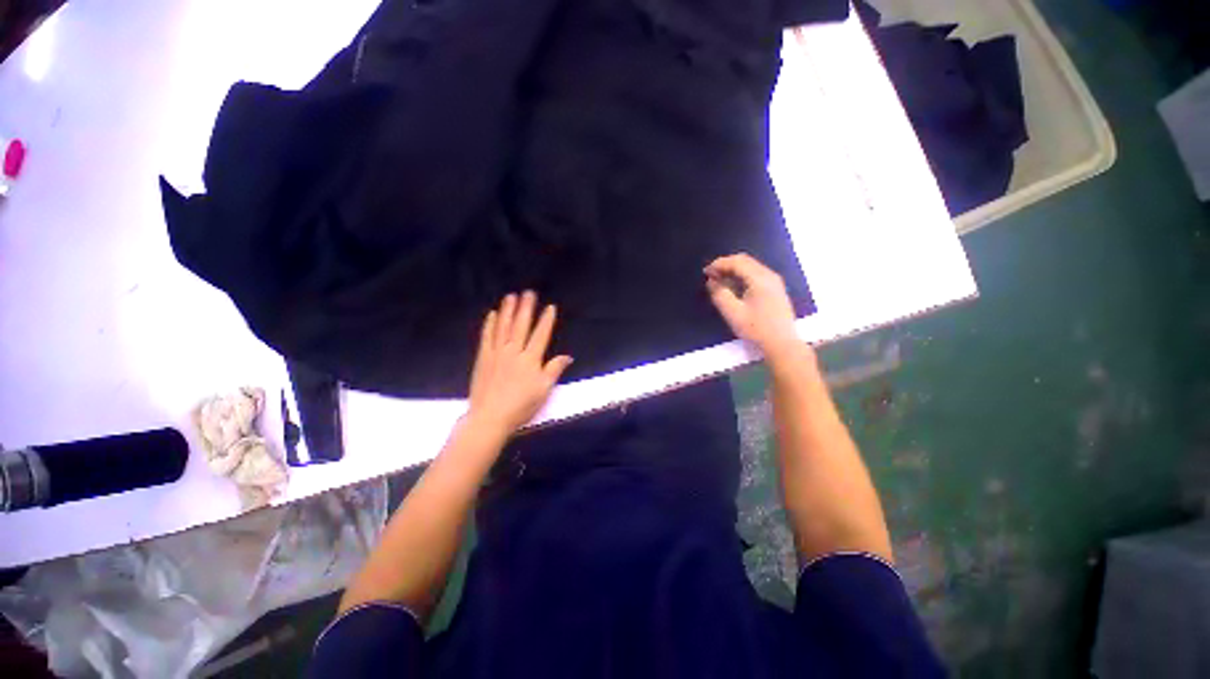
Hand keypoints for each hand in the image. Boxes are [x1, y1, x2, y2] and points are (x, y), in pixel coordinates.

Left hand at [466, 291, 572, 439]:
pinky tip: (493, 314)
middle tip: (529, 292)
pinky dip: (490, 324)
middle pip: (521, 325)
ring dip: (508, 310)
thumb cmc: (521, 406)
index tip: (550, 306)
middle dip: (526, 308)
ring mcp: (496, 353)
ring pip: (503, 326)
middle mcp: (514, 351)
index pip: (541, 334)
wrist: (490, 417)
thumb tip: (568, 356)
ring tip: (511, 296)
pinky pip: (487, 336)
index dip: (547, 320)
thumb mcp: (544, 390)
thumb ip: (554, 370)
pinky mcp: (483, 358)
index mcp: (531, 359)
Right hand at [704, 253, 803, 361]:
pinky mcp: (775, 290)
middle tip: (711, 275)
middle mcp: (769, 275)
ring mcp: (774, 282)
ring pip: (751, 267)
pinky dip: (741, 276)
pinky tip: (734, 287)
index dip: (719, 264)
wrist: (782, 344)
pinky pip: (755, 275)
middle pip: (745, 261)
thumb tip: (711, 281)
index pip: (737, 262)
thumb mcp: (733, 313)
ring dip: (733, 271)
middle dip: (726, 265)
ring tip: (719, 281)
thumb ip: (720, 294)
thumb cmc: (756, 329)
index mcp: (760, 279)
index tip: (705, 272)